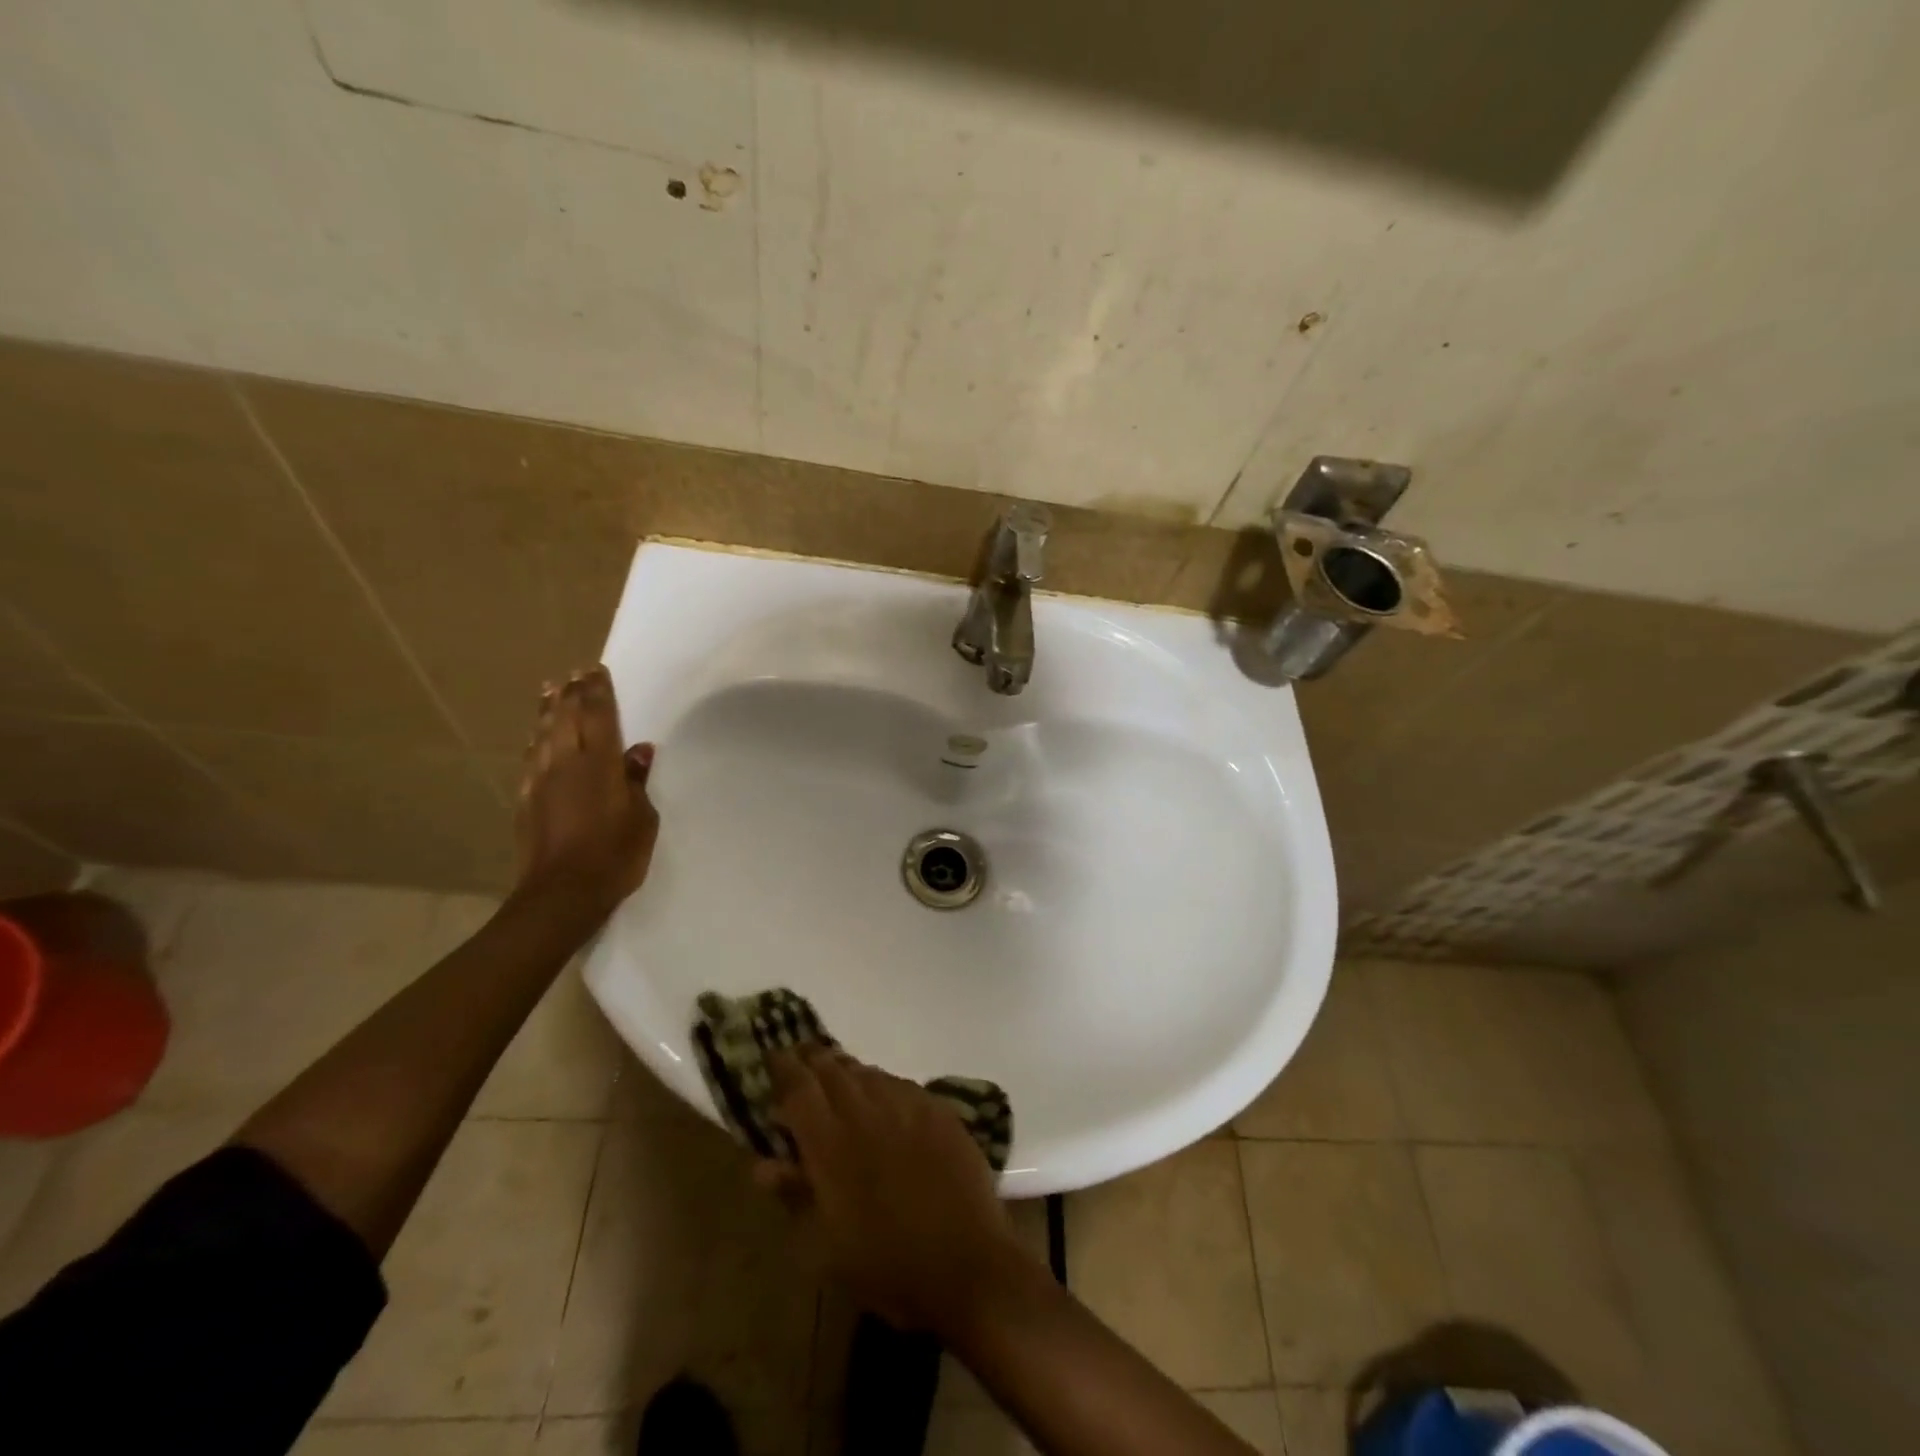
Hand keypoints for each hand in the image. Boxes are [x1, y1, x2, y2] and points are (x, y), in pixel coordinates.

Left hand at [514, 665, 658, 917]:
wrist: (562, 893)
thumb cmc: (615, 855)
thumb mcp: (642, 818)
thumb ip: (637, 781)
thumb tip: (639, 751)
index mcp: (599, 764)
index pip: (598, 716)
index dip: (598, 691)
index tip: (595, 670)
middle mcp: (565, 763)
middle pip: (566, 718)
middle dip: (571, 693)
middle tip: (573, 673)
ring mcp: (540, 781)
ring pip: (543, 734)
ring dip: (548, 710)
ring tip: (550, 690)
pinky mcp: (526, 800)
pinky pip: (530, 758)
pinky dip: (535, 740)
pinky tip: (536, 737)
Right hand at [756, 1045, 1023, 1332]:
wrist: (968, 1263)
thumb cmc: (887, 1265)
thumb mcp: (825, 1248)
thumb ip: (795, 1196)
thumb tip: (764, 1165)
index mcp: (831, 1144)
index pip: (798, 1088)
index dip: (783, 1068)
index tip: (773, 1057)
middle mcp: (867, 1110)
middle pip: (832, 1069)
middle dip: (813, 1061)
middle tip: (801, 1060)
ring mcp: (907, 1103)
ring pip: (868, 1072)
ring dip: (847, 1072)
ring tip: (838, 1079)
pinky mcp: (938, 1108)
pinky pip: (901, 1084)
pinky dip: (882, 1086)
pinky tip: (883, 1102)